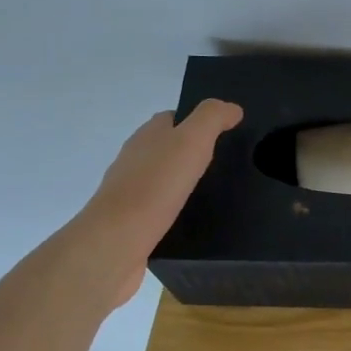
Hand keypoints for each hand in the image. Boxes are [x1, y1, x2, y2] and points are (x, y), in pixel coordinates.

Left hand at [85, 99, 242, 305]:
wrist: (117, 241)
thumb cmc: (156, 185)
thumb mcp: (192, 140)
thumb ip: (213, 118)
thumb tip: (232, 108)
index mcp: (147, 136)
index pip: (172, 118)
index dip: (196, 121)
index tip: (224, 133)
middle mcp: (134, 159)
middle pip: (165, 147)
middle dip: (191, 152)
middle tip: (225, 163)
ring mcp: (129, 191)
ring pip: (161, 178)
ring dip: (182, 181)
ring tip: (214, 191)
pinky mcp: (131, 221)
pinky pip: (158, 207)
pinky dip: (175, 207)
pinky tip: (193, 217)